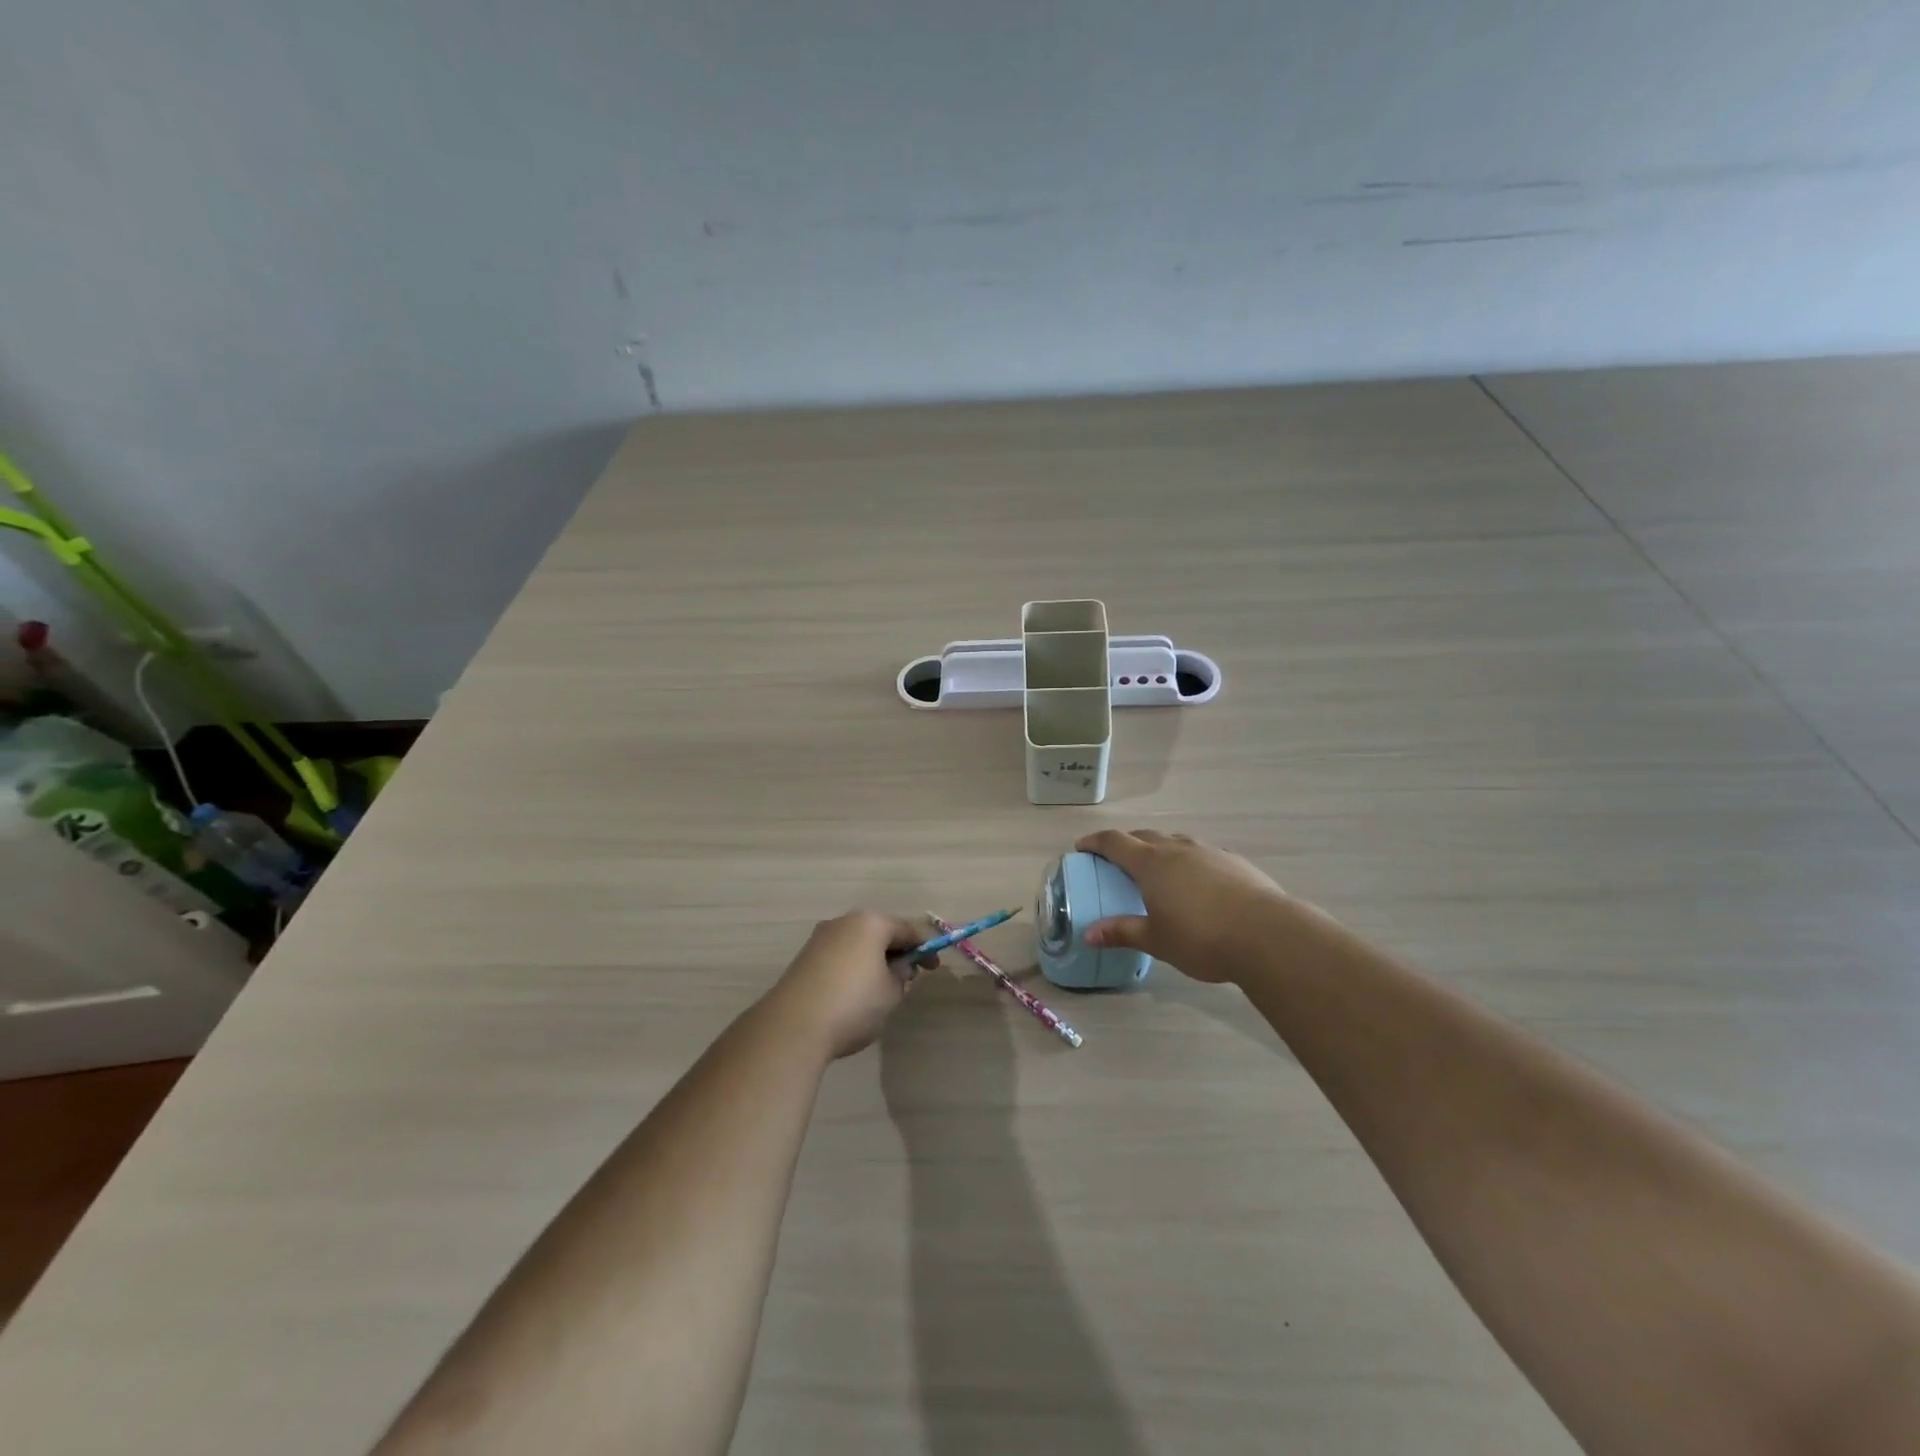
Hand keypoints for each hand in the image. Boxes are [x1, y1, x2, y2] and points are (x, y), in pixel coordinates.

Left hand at [766, 911, 935, 1059]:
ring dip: (873, 960)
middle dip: (896, 952)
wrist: (794, 1026)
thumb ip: (901, 975)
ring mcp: (819, 938)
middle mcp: (843, 922)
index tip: (934, 969)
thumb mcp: (891, 992)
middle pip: (879, 932)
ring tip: (881, 989)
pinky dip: (852, 968)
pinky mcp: (803, 958)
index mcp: (870, 923)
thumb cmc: (854, 1004)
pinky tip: (854, 994)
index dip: (924, 949)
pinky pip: (839, 956)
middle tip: (908, 978)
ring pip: (857, 944)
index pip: (907, 929)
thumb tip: (899, 967)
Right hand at [1075, 829, 1293, 983]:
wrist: (1267, 935)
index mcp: (1151, 863)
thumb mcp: (1156, 940)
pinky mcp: (1235, 862)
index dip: (1096, 842)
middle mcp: (1177, 849)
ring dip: (1160, 847)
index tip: (1082, 847)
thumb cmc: (1201, 937)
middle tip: (1117, 858)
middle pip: (1145, 835)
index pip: (1115, 842)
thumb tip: (1088, 934)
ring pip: (1176, 840)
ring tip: (1158, 867)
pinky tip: (1197, 880)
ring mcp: (1208, 852)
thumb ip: (1122, 932)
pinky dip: (1189, 859)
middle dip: (1127, 843)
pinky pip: (1202, 853)